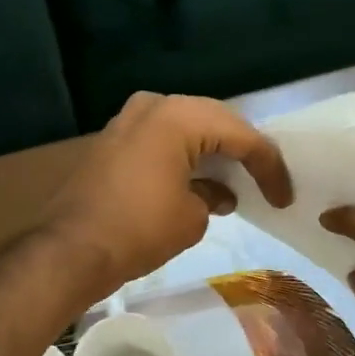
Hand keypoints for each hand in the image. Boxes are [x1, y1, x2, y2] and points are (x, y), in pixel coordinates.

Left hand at [44, 92, 293, 299]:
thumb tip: (214, 194)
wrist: (71, 249)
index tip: (284, 197)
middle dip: (242, 151)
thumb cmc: (139, 230)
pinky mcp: (113, 140)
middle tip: (265, 180)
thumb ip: (213, 197)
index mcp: (179, 117)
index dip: (269, 166)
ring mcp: (129, 120)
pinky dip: (185, 156)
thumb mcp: (192, 217)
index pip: (241, 135)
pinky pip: (163, 139)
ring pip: (188, 127)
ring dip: (213, 152)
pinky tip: (200, 182)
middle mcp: (154, 106)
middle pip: (215, 121)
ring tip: (237, 181)